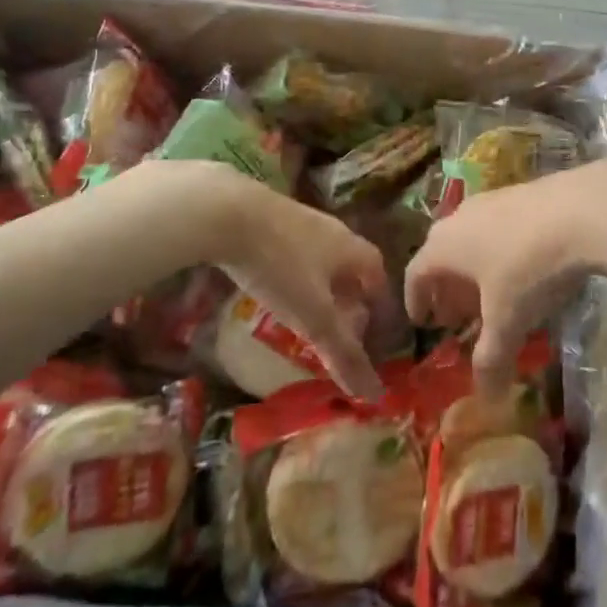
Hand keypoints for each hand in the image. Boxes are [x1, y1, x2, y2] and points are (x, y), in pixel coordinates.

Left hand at [135, 160, 387, 400]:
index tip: (372, 330)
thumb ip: (342, 353)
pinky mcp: (270, 218)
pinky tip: (272, 288)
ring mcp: (300, 220)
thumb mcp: (313, 316)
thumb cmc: (281, 265)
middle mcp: (332, 231)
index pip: (378, 274)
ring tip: (305, 313)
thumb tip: (374, 394)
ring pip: (321, 257)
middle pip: (350, 265)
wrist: (229, 211)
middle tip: (339, 328)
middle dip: (349, 297)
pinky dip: (293, 273)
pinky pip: (293, 250)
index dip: (378, 303)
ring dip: (319, 285)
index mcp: (351, 249)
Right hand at [406, 162, 606, 396]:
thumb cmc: (529, 269)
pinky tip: (523, 268)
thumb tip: (485, 398)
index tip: (422, 322)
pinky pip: (496, 227)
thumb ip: (491, 359)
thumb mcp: (508, 321)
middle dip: (447, 288)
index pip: (415, 273)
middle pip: (441, 254)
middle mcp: (458, 218)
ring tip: (492, 295)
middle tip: (458, 316)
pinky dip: (498, 251)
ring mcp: (490, 200)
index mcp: (443, 246)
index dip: (416, 300)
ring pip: (470, 238)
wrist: (581, 211)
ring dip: (474, 269)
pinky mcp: (520, 193)